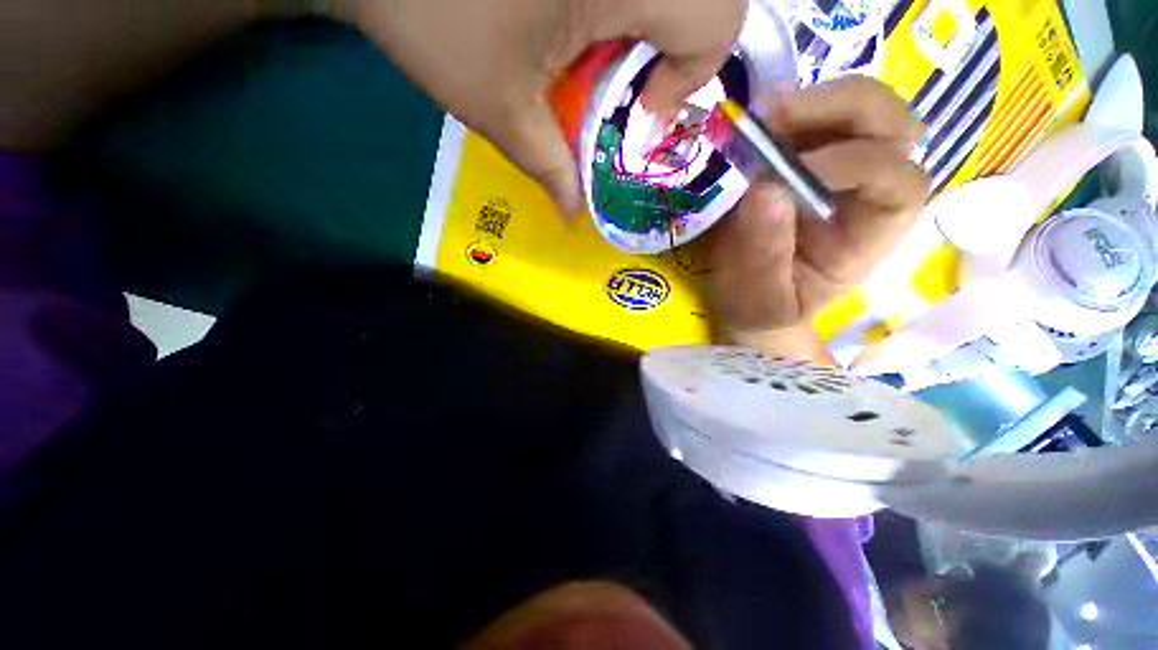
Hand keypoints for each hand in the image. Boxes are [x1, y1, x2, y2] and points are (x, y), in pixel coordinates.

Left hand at [346, 0, 745, 215]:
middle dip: (682, 52)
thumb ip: (550, 169)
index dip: (689, 78)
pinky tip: (588, 23)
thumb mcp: (501, 111)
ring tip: (607, 59)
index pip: (716, 22)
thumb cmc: (433, 20)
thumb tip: (573, 217)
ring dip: (654, 28)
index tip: (640, 110)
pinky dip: (630, 7)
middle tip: (634, 85)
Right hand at [707, 77, 927, 360]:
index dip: (857, 165)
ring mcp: (836, 166)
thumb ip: (763, 257)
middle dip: (839, 108)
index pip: (898, 182)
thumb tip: (764, 191)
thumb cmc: (760, 307)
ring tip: (759, 118)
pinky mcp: (803, 156)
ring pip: (858, 107)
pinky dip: (785, 111)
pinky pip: (810, 117)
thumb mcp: (760, 299)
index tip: (794, 171)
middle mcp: (867, 190)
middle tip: (773, 117)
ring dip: (810, 101)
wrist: (746, 299)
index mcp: (871, 234)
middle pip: (890, 125)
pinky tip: (754, 124)